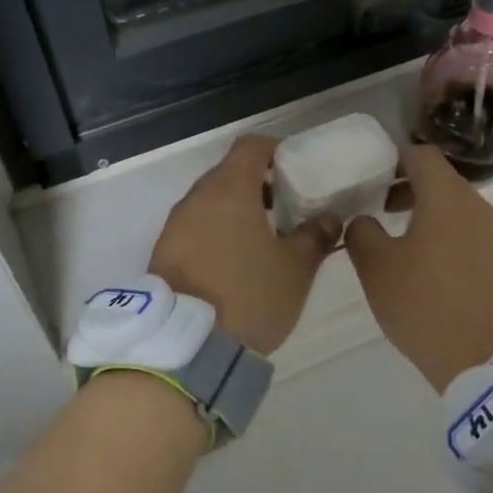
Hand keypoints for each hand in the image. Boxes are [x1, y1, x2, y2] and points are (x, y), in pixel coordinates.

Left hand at [148, 135, 336, 354]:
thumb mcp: (295, 268)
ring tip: (263, 239)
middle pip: (229, 173)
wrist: (187, 346)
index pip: (251, 146)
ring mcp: (175, 225)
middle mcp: (196, 198)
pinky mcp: (163, 252)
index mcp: (229, 190)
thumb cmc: (249, 295)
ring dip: (236, 210)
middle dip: (258, 184)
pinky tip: (234, 262)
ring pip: (210, 202)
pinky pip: (195, 227)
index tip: (296, 171)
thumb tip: (329, 218)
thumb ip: (315, 236)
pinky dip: (216, 232)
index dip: (276, 151)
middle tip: (286, 208)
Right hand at [344, 145, 492, 390]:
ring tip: (397, 242)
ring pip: (455, 209)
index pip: (421, 154)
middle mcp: (478, 207)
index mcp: (447, 198)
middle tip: (376, 208)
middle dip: (405, 188)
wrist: (488, 360)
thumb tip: (364, 220)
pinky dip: (444, 236)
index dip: (392, 158)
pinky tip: (426, 270)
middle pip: (440, 181)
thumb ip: (362, 232)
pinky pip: (469, 234)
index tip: (369, 176)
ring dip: (425, 214)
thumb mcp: (376, 268)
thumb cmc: (426, 305)